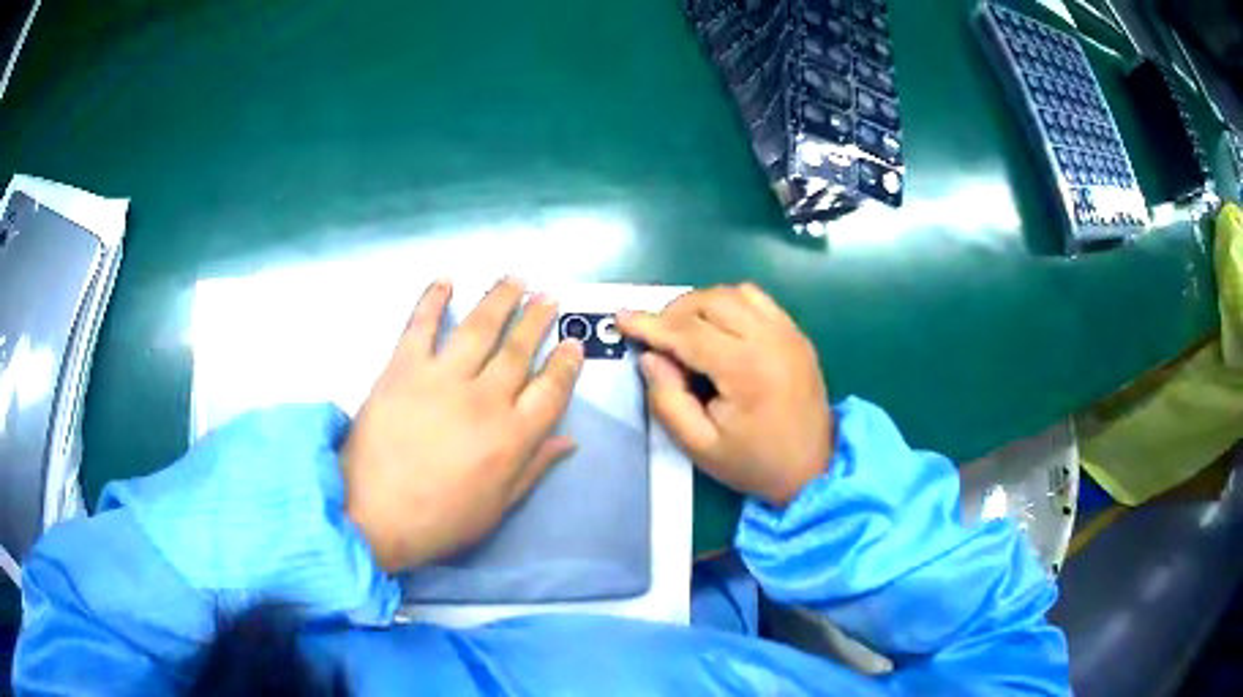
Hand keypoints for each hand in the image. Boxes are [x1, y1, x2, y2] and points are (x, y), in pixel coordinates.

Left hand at [342, 277, 583, 572]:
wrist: (371, 516)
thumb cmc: (439, 521)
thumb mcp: (497, 507)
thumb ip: (533, 468)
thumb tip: (569, 441)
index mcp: (511, 437)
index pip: (551, 391)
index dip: (566, 364)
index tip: (574, 342)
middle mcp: (484, 399)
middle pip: (518, 350)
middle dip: (538, 320)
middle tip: (549, 297)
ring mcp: (441, 379)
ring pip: (480, 328)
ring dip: (500, 299)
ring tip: (515, 280)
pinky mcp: (402, 368)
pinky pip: (420, 325)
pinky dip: (432, 299)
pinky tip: (446, 281)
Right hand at [617, 284, 831, 504]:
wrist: (813, 469)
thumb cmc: (754, 463)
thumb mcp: (699, 445)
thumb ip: (668, 399)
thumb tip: (649, 357)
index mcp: (747, 370)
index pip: (688, 332)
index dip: (650, 323)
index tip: (621, 317)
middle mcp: (771, 339)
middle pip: (711, 301)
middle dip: (674, 312)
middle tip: (656, 336)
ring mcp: (788, 332)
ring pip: (734, 293)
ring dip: (701, 304)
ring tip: (685, 331)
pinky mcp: (797, 333)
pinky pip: (757, 299)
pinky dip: (730, 304)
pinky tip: (720, 328)